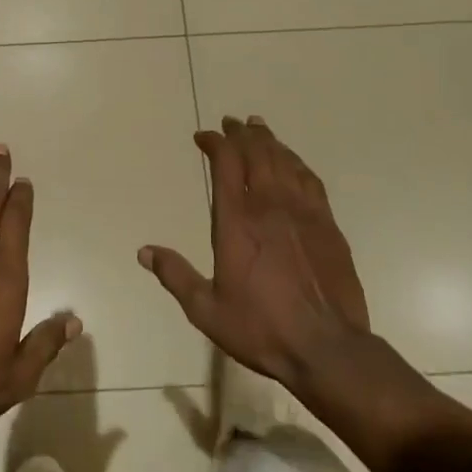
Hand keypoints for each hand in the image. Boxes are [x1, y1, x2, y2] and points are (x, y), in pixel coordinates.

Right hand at [140, 116, 371, 393]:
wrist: (327, 348)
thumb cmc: (261, 328)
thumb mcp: (206, 309)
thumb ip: (175, 275)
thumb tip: (144, 251)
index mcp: (237, 220)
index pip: (225, 163)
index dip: (215, 142)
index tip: (203, 137)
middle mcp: (269, 205)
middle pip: (256, 152)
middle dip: (241, 133)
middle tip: (232, 122)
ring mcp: (303, 212)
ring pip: (284, 160)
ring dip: (269, 140)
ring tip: (258, 128)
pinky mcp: (328, 224)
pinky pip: (310, 179)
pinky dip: (297, 162)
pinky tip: (292, 161)